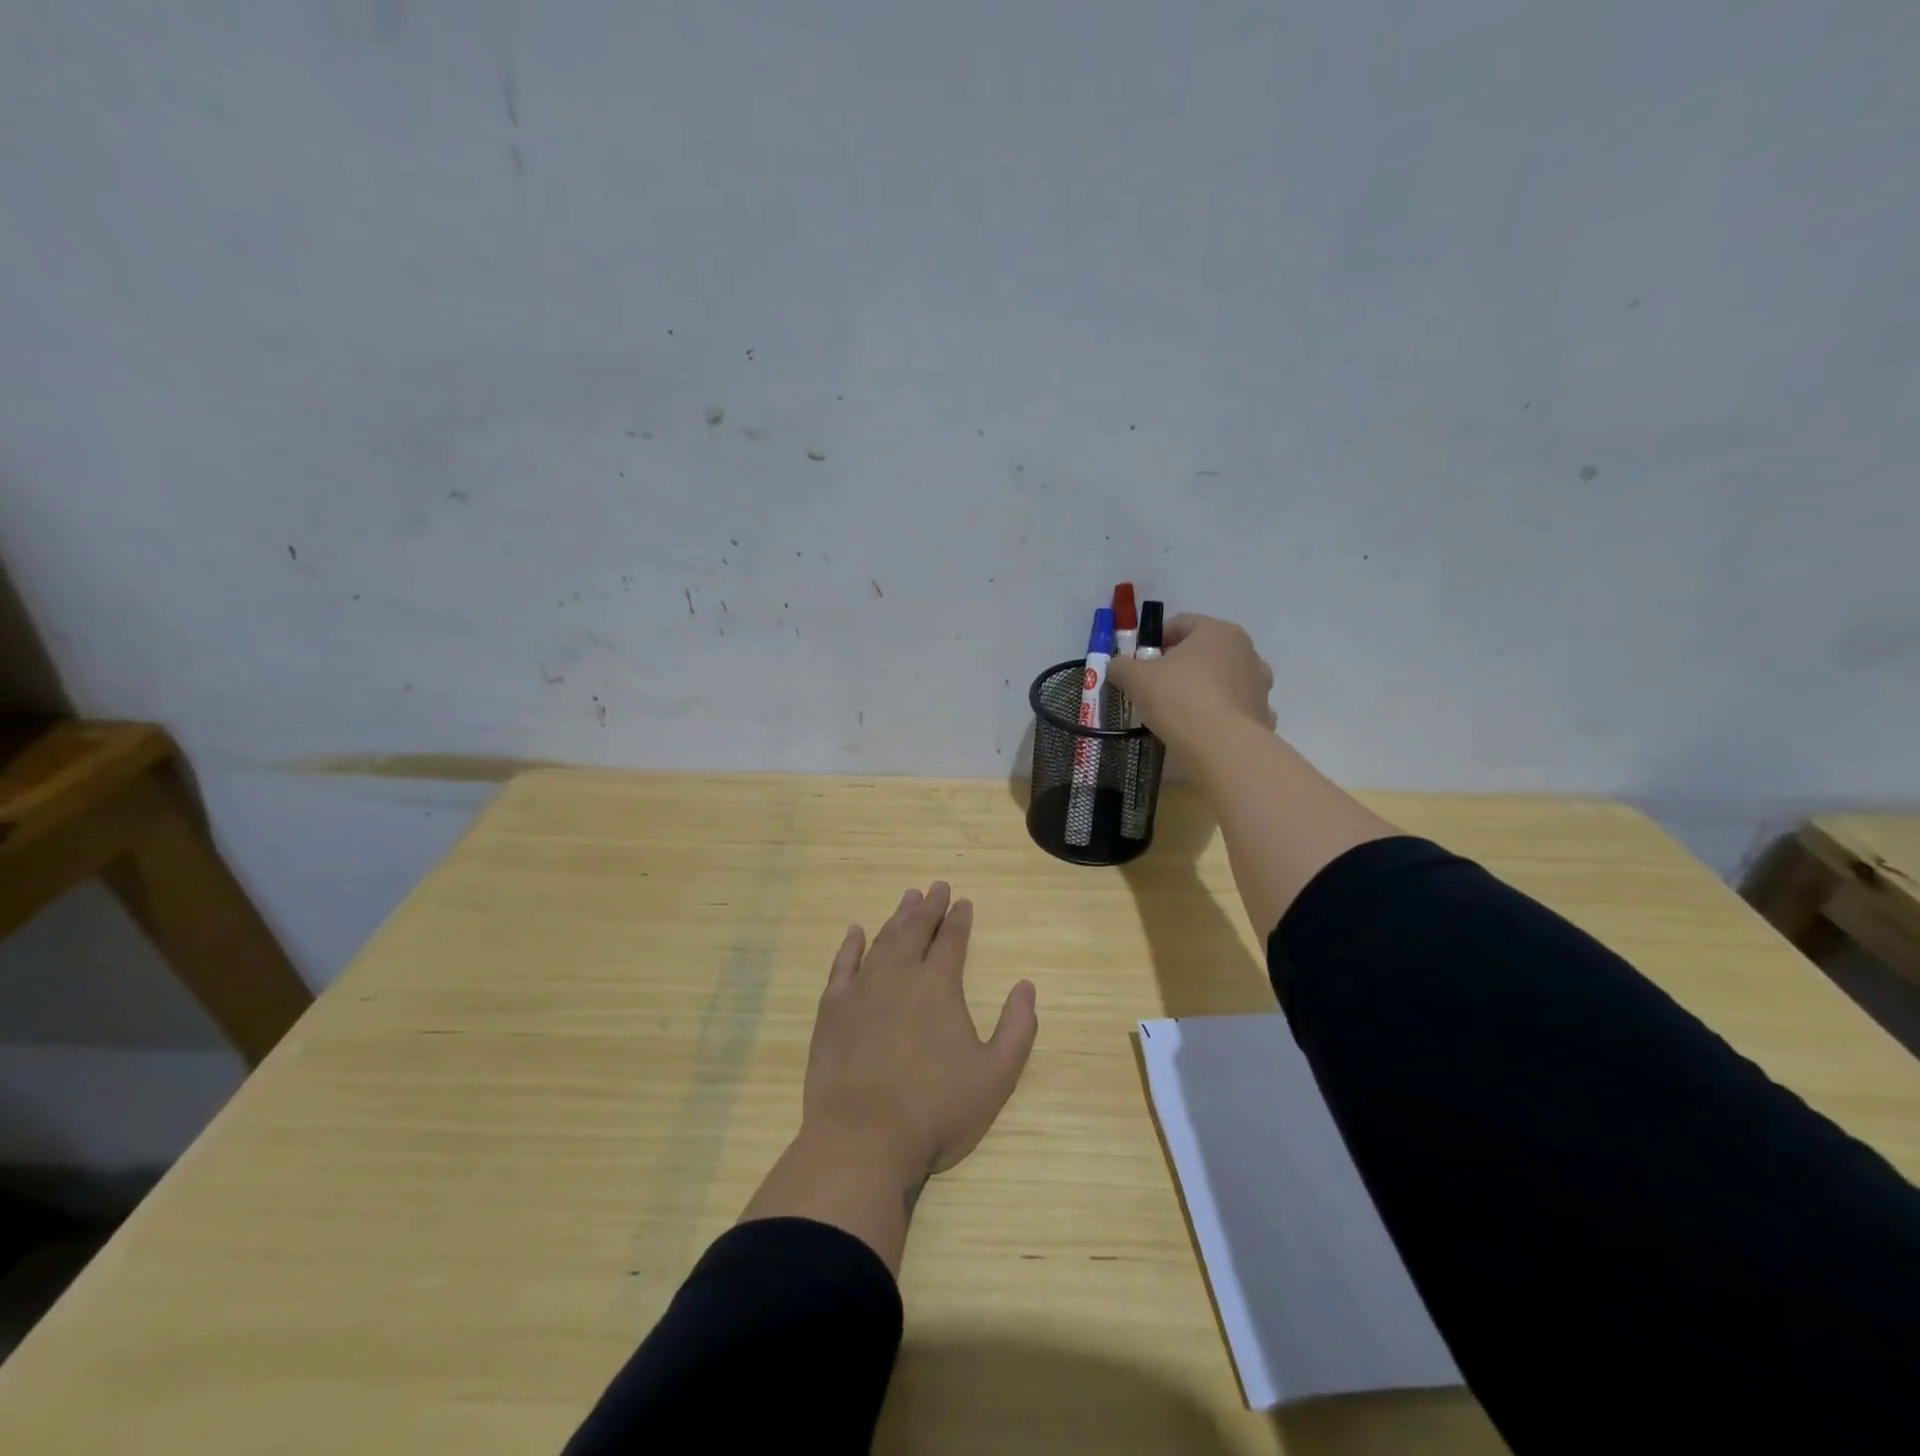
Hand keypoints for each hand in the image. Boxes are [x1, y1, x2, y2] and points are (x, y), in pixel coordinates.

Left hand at [805, 882, 1037, 1194]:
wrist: (863, 1139)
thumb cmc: (936, 1110)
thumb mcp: (996, 1077)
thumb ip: (1017, 1029)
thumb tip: (1026, 986)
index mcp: (938, 985)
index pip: (952, 940)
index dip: (959, 918)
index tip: (963, 901)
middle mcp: (900, 974)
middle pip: (916, 930)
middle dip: (930, 907)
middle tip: (936, 886)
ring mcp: (862, 989)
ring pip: (883, 940)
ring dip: (897, 917)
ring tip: (907, 898)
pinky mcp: (832, 1009)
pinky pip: (842, 964)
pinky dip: (851, 945)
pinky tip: (856, 932)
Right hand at [1107, 613, 1275, 752]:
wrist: (1221, 747)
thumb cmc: (1178, 698)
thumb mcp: (1136, 678)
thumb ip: (1122, 666)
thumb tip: (1117, 665)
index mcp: (1218, 631)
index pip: (1182, 623)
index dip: (1156, 639)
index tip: (1140, 661)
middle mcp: (1246, 651)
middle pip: (1206, 651)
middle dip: (1181, 664)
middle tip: (1156, 685)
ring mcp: (1259, 684)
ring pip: (1224, 679)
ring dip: (1204, 688)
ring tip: (1179, 710)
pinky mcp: (1263, 715)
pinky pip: (1235, 709)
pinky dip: (1220, 715)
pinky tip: (1202, 730)